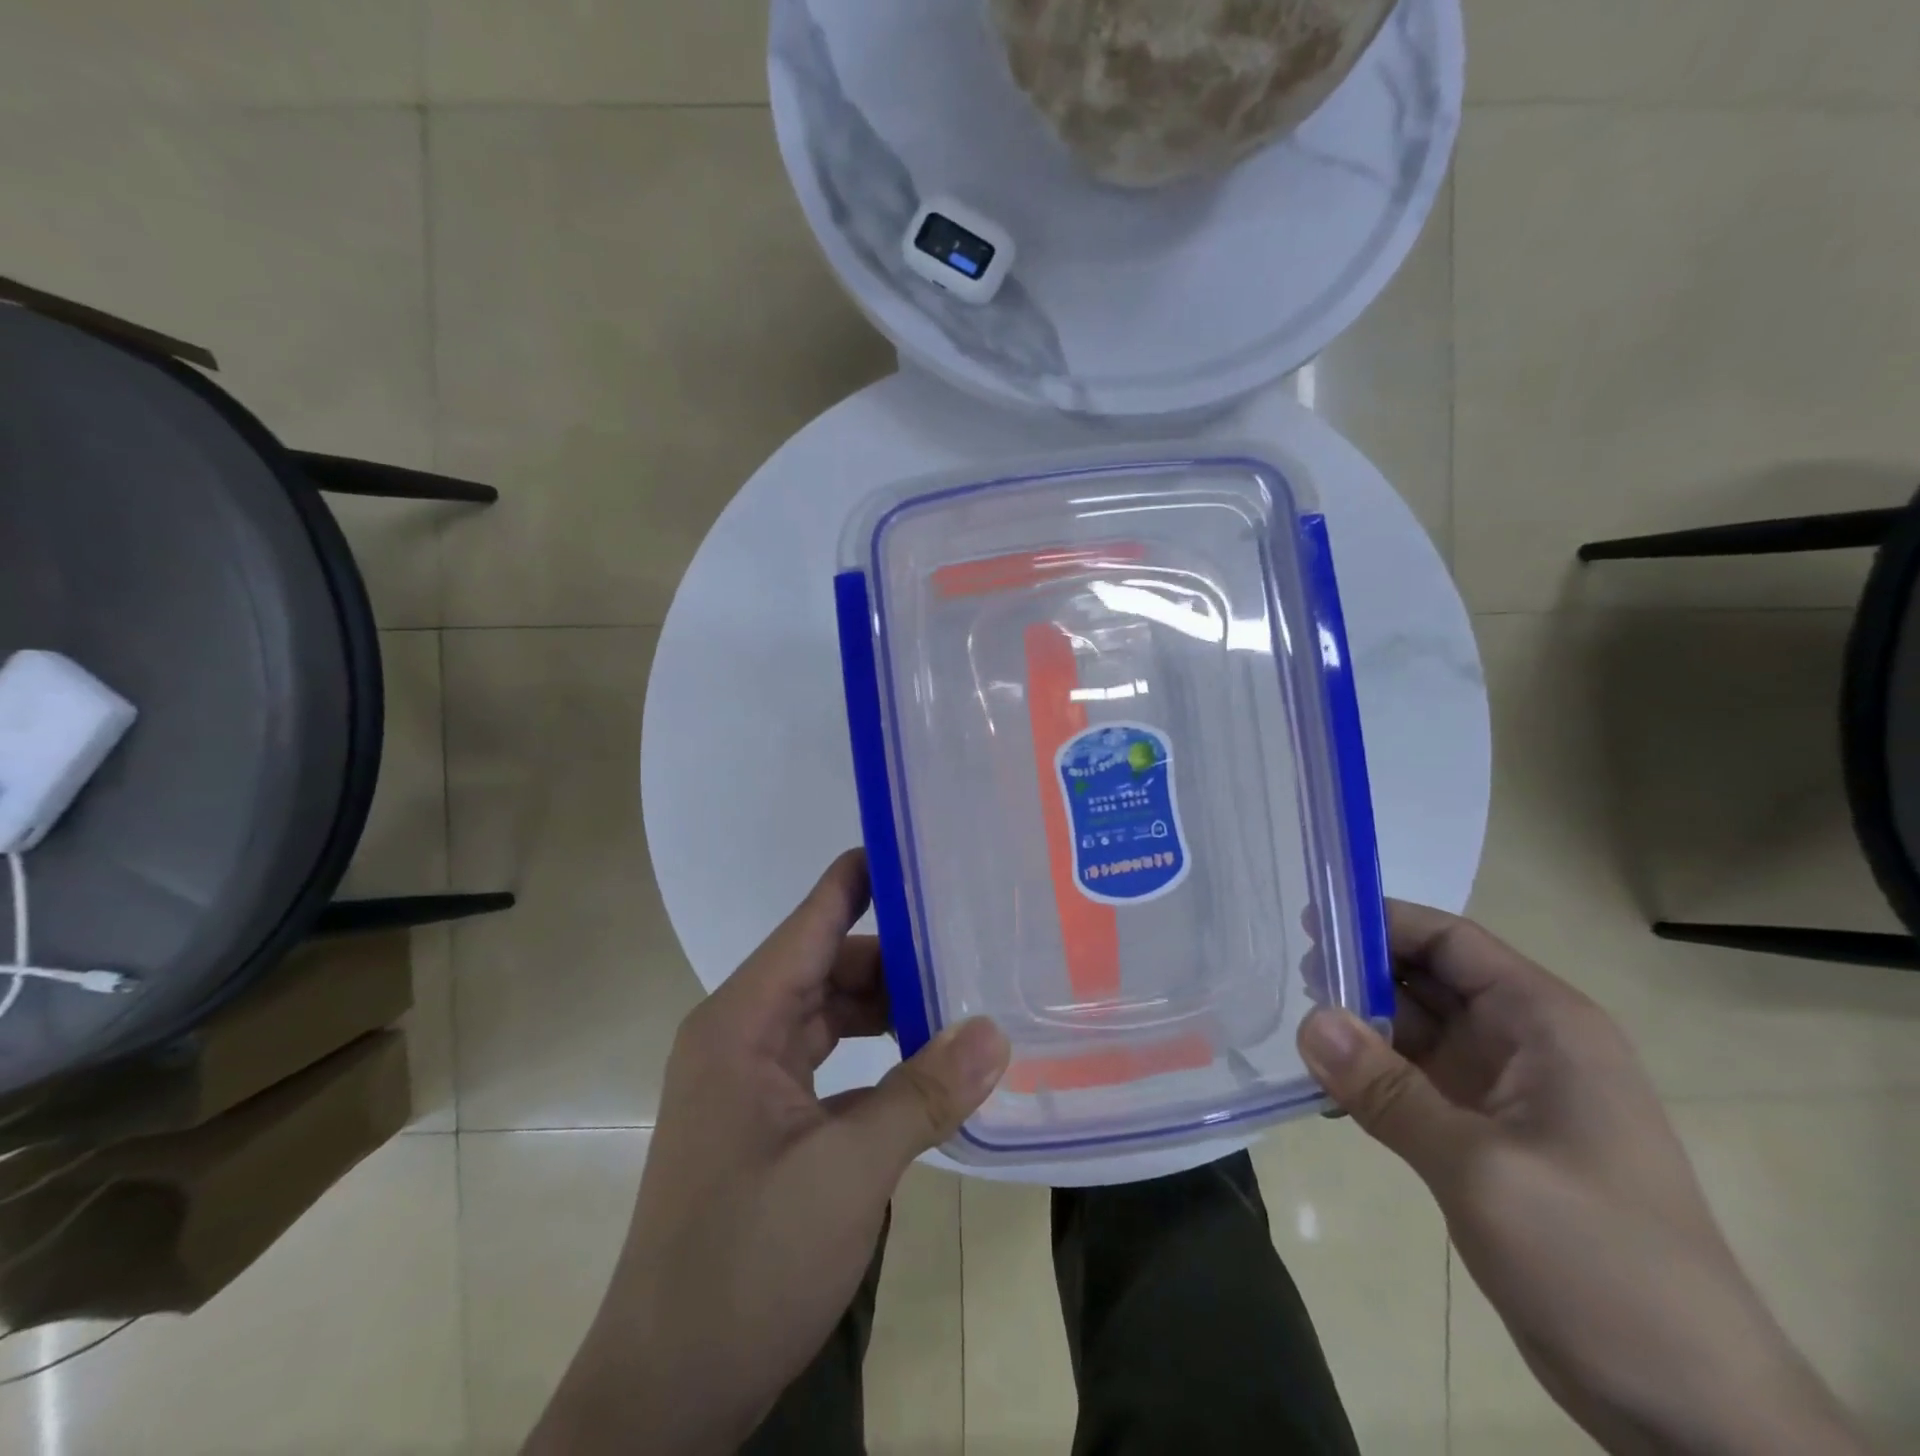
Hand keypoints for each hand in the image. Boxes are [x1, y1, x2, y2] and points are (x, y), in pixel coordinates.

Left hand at [524, 850, 1009, 1455]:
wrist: (667, 1391)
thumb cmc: (743, 1265)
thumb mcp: (846, 1174)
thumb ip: (923, 1094)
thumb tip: (995, 1030)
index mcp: (741, 1023)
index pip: (810, 922)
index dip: (861, 878)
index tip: (919, 845)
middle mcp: (743, 1035)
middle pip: (829, 965)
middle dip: (898, 955)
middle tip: (975, 941)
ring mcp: (754, 1078)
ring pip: (833, 1013)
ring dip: (892, 1008)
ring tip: (966, 999)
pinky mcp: (770, 1118)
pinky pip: (833, 1059)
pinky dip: (880, 1053)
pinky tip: (931, 1062)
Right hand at [1298, 902, 1865, 1455]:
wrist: (1688, 1404)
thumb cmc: (1600, 1260)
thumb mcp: (1483, 1168)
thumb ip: (1388, 1090)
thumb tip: (1308, 1021)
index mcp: (1546, 1024)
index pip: (1451, 941)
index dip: (1382, 921)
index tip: (1309, 921)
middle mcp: (1524, 1043)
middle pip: (1427, 978)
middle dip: (1360, 972)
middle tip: (1286, 976)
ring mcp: (1504, 1091)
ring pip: (1415, 1029)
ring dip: (1359, 1025)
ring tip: (1291, 1024)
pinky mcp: (1484, 1135)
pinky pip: (1412, 1080)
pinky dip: (1369, 1075)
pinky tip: (1322, 1082)